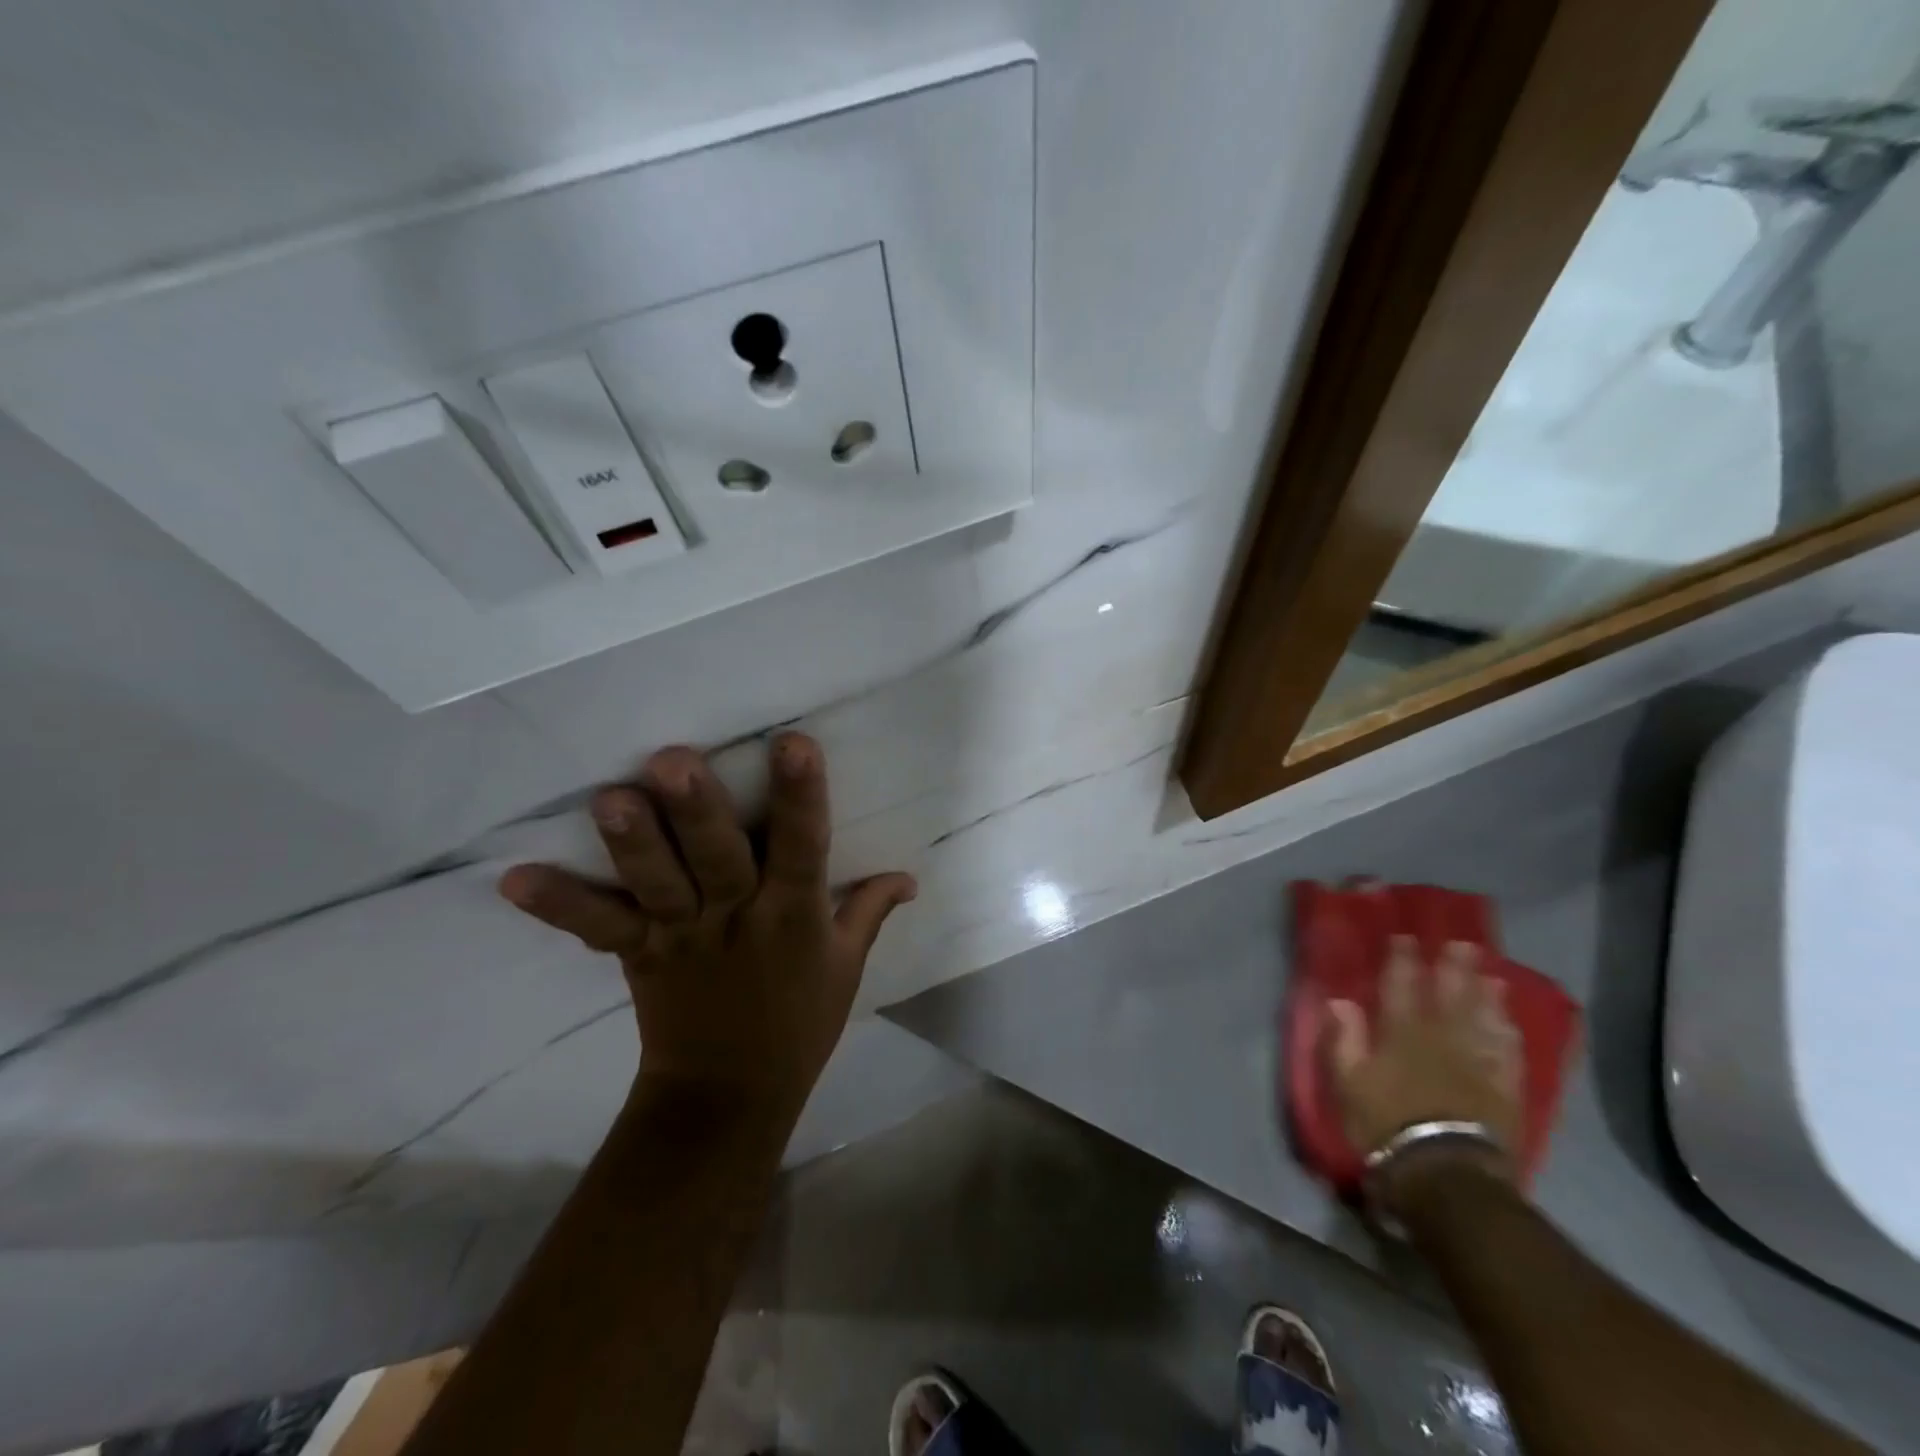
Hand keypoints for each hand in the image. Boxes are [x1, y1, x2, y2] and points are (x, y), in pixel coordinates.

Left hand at [497, 733, 915, 1127]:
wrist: (730, 1096)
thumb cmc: (799, 1024)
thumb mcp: (847, 967)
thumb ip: (871, 910)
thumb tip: (910, 876)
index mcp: (795, 917)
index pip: (803, 848)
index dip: (800, 797)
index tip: (793, 743)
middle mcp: (738, 919)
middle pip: (719, 860)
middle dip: (698, 812)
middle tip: (673, 761)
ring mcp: (684, 938)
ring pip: (660, 886)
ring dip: (634, 845)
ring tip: (609, 798)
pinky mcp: (641, 957)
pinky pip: (600, 929)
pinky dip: (561, 906)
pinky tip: (513, 879)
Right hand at [1324, 937, 1523, 1211]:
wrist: (1445, 1175)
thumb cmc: (1385, 1126)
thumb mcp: (1348, 1084)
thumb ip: (1344, 1039)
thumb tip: (1340, 1000)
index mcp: (1400, 1033)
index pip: (1400, 986)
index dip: (1402, 960)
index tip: (1405, 937)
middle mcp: (1442, 1038)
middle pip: (1450, 994)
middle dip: (1454, 967)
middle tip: (1462, 943)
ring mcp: (1477, 1062)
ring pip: (1483, 1018)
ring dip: (1486, 994)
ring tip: (1491, 973)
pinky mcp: (1504, 1090)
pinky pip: (1509, 1053)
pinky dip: (1509, 1033)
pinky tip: (1511, 1022)